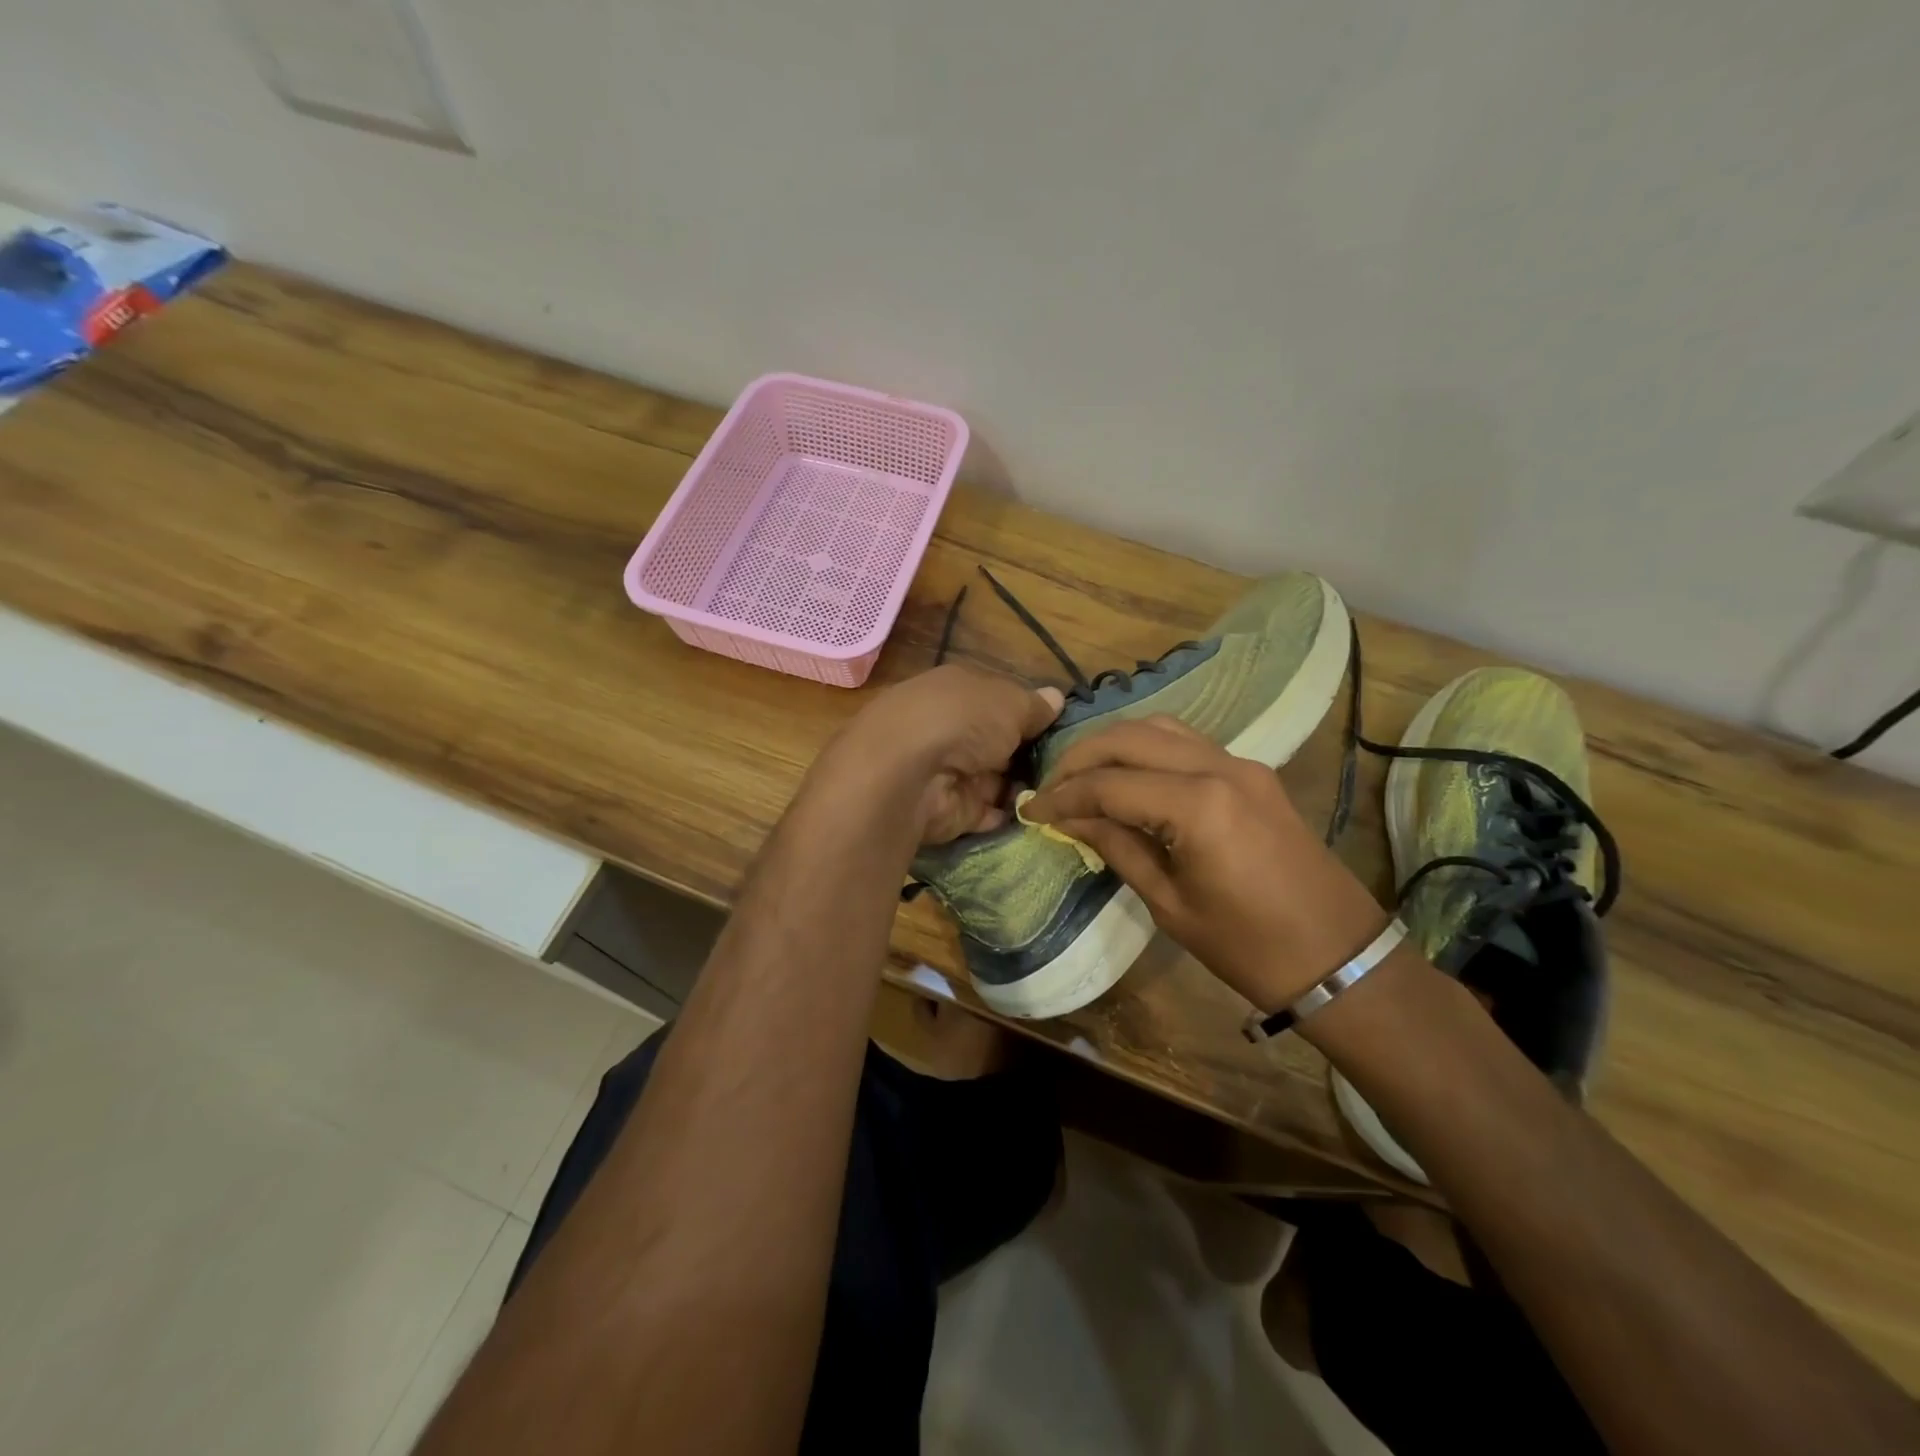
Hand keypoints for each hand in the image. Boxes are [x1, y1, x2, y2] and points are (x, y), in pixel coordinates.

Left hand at [817, 664, 1063, 843]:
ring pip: (995, 779)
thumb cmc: (961, 720)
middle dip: (1029, 754)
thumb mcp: (1009, 702)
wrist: (908, 773)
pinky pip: (987, 813)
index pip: (999, 701)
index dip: (1030, 715)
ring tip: (1066, 793)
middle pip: (997, 742)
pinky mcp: (949, 811)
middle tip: (1071, 767)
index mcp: (958, 691)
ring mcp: (948, 772)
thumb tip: (1056, 698)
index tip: (1064, 729)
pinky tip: (1041, 816)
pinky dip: (1008, 815)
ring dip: (1023, 786)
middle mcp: (951, 728)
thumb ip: (1034, 706)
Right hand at [1023, 716, 1386, 1010]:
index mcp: (1198, 806)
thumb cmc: (1248, 947)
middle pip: (1130, 738)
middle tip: (1050, 788)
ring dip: (1114, 745)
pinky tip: (1128, 775)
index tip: (1032, 811)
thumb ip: (1118, 847)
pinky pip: (1188, 742)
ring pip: (1160, 727)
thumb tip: (1072, 819)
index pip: (1110, 785)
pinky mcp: (1253, 772)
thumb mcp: (1170, 904)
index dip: (1064, 797)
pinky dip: (1148, 749)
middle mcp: (1219, 767)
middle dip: (1080, 758)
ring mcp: (1241, 764)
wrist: (1340, 958)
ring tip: (1083, 776)